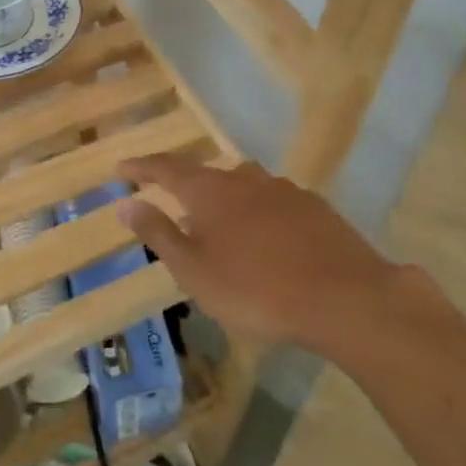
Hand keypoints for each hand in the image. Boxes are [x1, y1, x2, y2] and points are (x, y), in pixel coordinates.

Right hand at [115, 154, 412, 359]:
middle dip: (184, 185)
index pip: (166, 168)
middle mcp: (245, 180)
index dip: (141, 167)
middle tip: (171, 204)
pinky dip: (257, 212)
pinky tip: (264, 238)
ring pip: (242, 185)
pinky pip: (272, 201)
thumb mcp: (194, 270)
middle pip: (206, 174)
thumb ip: (158, 234)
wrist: (344, 298)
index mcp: (210, 192)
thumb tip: (125, 203)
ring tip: (217, 225)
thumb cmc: (256, 290)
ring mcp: (284, 190)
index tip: (120, 168)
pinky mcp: (314, 207)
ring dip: (223, 199)